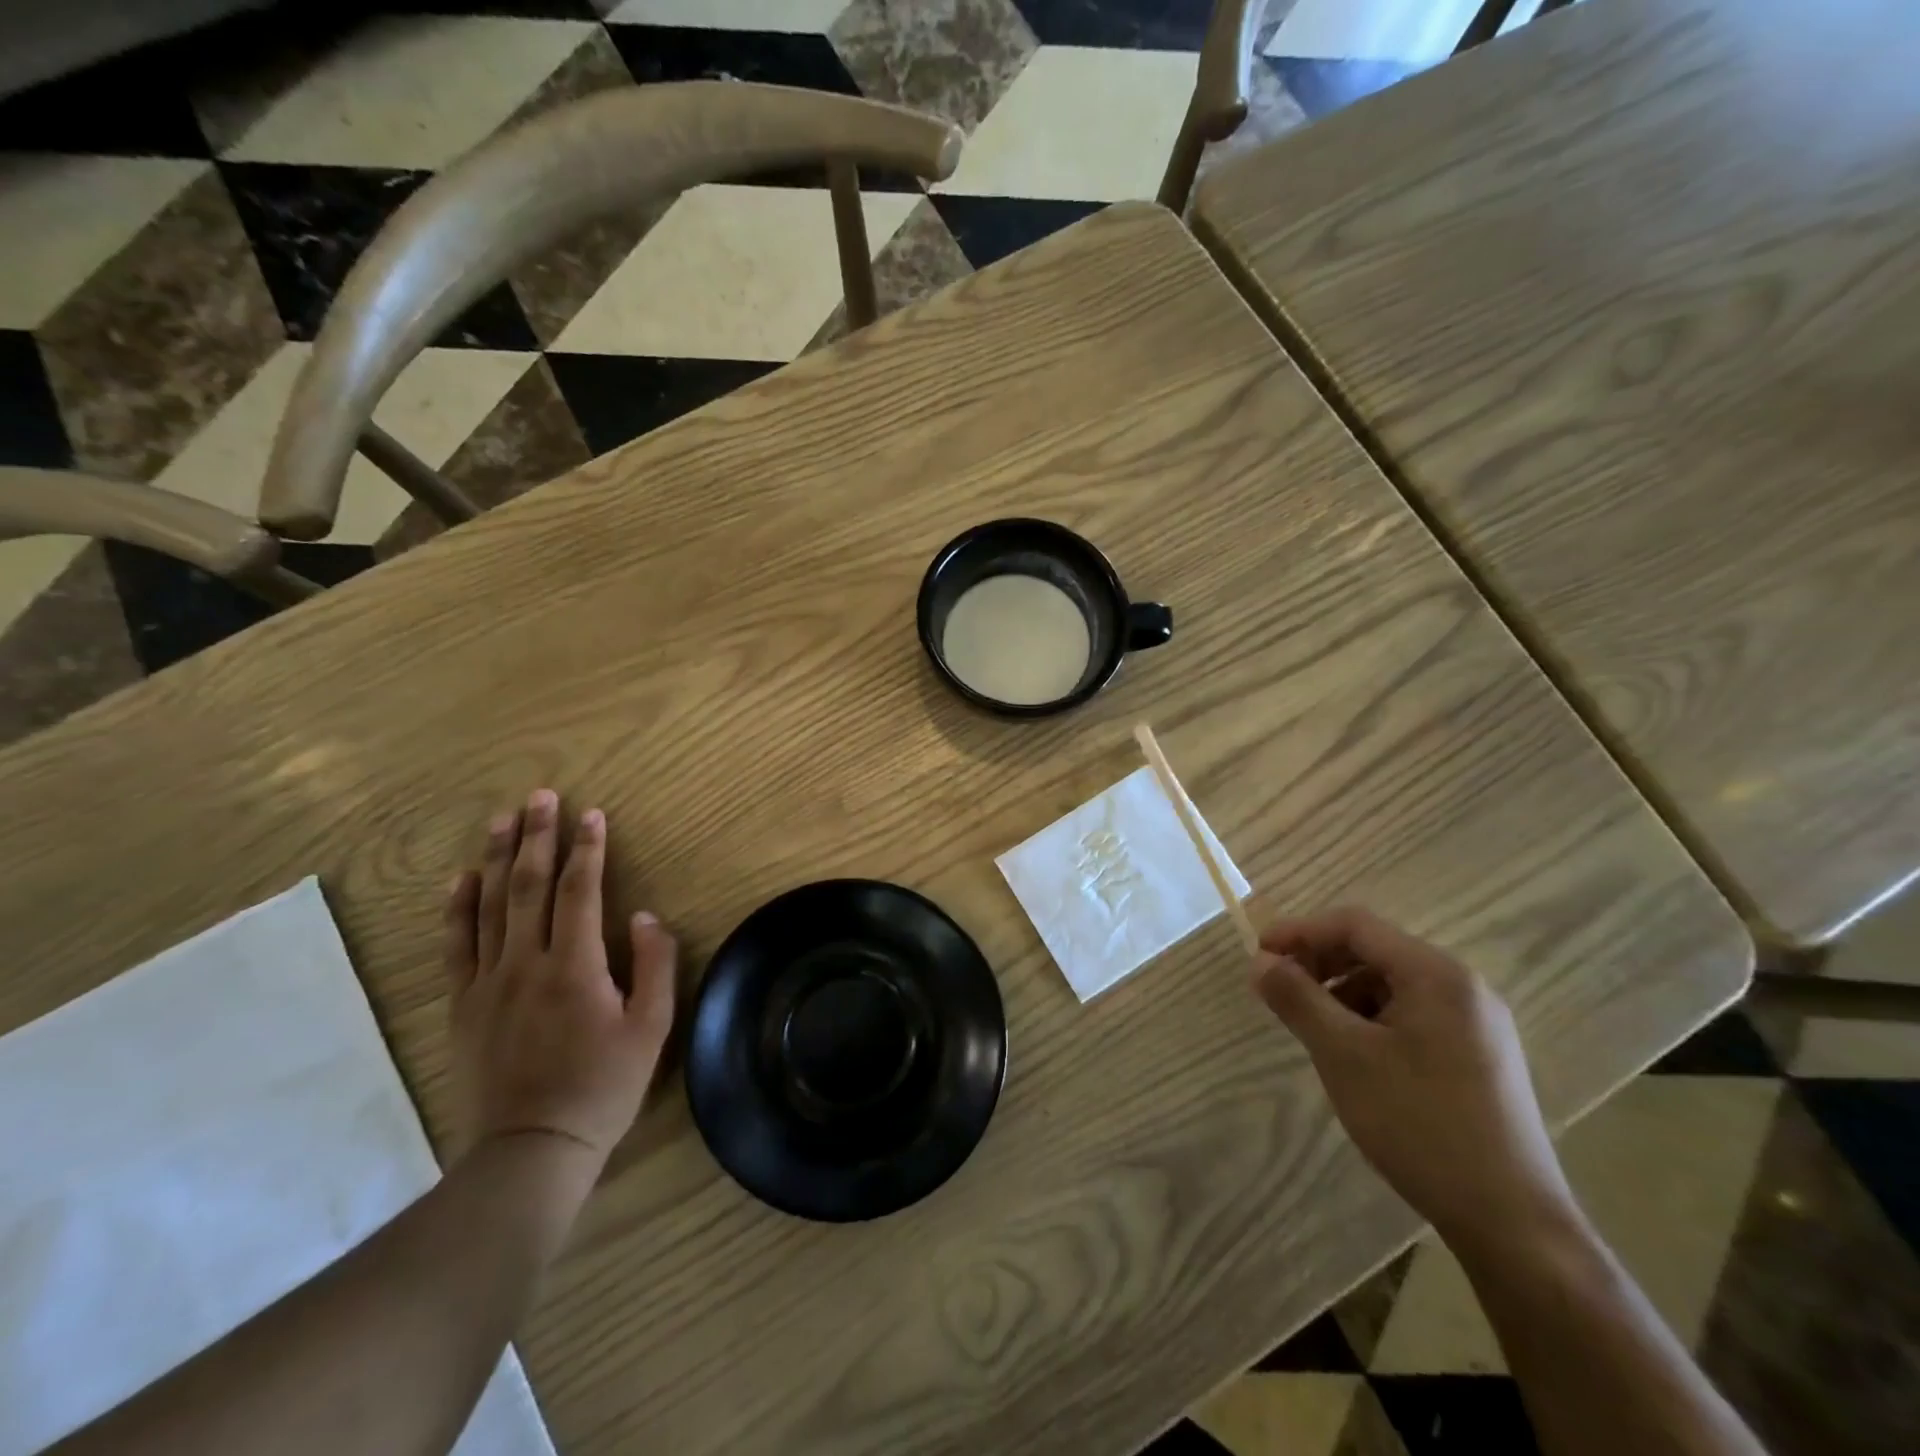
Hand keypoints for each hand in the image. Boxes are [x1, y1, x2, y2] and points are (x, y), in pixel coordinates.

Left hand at [444, 790, 676, 1171]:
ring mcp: (488, 983)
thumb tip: (644, 916)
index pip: (580, 890)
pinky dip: (458, 907)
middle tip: (541, 797)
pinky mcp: (463, 1005)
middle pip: (530, 886)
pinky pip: (456, 945)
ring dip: (498, 858)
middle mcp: (526, 963)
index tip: (593, 814)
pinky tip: (462, 878)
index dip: (588, 848)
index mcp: (575, 966)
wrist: (531, 1148)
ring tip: (502, 819)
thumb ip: (655, 965)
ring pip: (490, 906)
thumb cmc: (602, 1086)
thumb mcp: (651, 1028)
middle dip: (538, 836)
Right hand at [1252, 908, 1578, 1254]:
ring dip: (1343, 992)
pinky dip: (1371, 1018)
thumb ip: (1297, 999)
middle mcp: (1463, 987)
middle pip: (1375, 950)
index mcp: (1437, 975)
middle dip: (1320, 962)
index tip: (1259, 955)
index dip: (1300, 931)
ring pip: (1392, 984)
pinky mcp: (1479, 1056)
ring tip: (1312, 1026)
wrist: (1512, 1223)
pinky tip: (1354, 1054)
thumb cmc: (1420, 1124)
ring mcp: (1477, 1023)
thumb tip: (1259, 962)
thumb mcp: (1344, 1056)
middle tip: (1279, 989)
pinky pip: (1412, 1014)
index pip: (1355, 926)